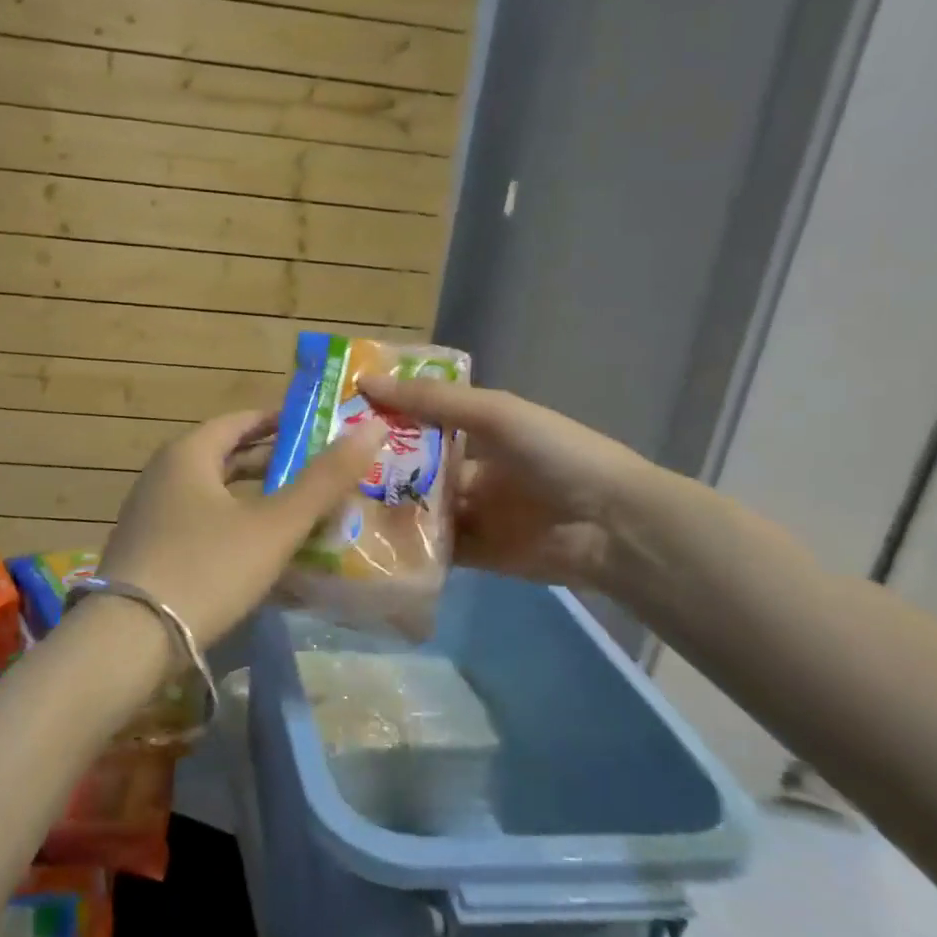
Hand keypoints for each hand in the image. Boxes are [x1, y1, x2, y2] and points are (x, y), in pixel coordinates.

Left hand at [100, 408, 386, 648]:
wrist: (128, 640)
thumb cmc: (207, 568)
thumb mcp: (273, 525)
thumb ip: (323, 480)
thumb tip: (371, 427)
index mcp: (188, 454)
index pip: (240, 421)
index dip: (281, 422)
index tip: (319, 431)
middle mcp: (162, 475)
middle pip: (226, 457)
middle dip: (272, 464)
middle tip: (318, 473)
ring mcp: (149, 515)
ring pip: (213, 494)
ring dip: (254, 499)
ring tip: (296, 512)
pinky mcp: (147, 551)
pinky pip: (198, 524)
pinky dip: (232, 526)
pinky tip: (257, 552)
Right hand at [357, 376, 654, 592]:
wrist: (611, 523)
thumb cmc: (554, 453)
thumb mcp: (493, 414)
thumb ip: (431, 402)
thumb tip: (365, 382)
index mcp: (478, 432)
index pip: (420, 423)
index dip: (384, 419)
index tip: (335, 418)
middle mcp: (470, 471)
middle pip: (414, 469)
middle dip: (376, 469)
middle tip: (325, 469)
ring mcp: (472, 515)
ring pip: (418, 510)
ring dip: (386, 509)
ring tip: (336, 507)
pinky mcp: (476, 554)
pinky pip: (433, 549)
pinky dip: (407, 547)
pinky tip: (367, 543)